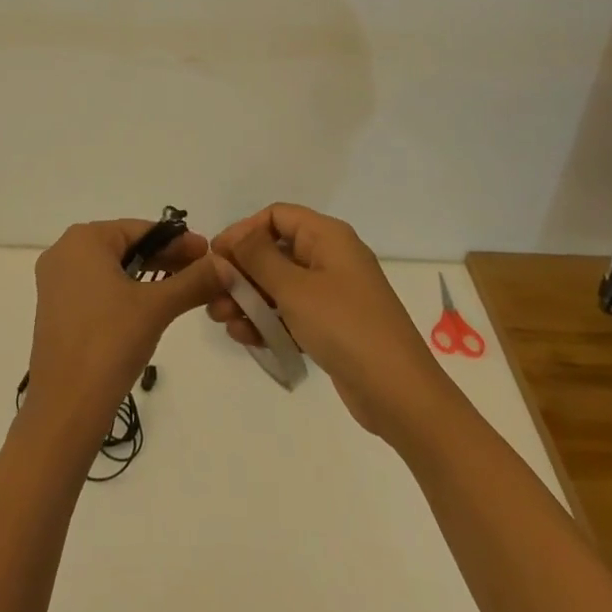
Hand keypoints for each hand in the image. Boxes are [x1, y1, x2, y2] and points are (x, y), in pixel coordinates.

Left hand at [23, 219, 231, 441]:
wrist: (65, 407)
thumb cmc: (109, 343)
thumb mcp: (157, 307)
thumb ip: (193, 281)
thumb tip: (227, 265)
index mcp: (83, 239)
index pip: (141, 229)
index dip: (178, 241)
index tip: (209, 253)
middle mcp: (64, 251)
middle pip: (126, 246)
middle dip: (165, 259)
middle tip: (202, 272)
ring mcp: (56, 281)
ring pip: (113, 268)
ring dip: (148, 276)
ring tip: (183, 289)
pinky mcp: (57, 309)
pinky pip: (98, 287)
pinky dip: (126, 291)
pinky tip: (151, 306)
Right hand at [208, 203, 446, 439]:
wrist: (400, 395)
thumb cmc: (345, 327)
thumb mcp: (294, 289)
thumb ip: (256, 260)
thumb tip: (232, 239)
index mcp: (327, 237)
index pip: (276, 217)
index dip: (243, 231)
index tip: (216, 256)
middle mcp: (330, 258)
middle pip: (274, 252)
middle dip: (241, 271)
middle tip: (212, 293)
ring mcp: (332, 293)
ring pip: (279, 286)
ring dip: (248, 299)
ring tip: (220, 319)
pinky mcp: (331, 326)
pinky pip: (291, 313)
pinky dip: (267, 321)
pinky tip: (243, 337)